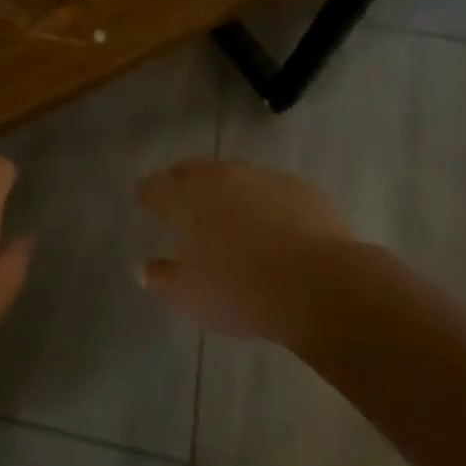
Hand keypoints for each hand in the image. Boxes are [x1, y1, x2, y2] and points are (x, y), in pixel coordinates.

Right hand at [136, 159, 363, 345]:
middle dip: (182, 183)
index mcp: (184, 199)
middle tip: (183, 205)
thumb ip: (161, 278)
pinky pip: (273, 188)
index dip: (147, 196)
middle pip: (191, 170)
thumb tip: (144, 268)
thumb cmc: (240, 291)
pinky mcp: (301, 187)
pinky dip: (267, 202)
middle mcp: (219, 178)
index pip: (153, 187)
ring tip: (233, 217)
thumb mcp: (189, 296)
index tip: (146, 205)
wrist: (321, 285)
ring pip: (234, 175)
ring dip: (227, 191)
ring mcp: (262, 178)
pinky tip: (276, 226)